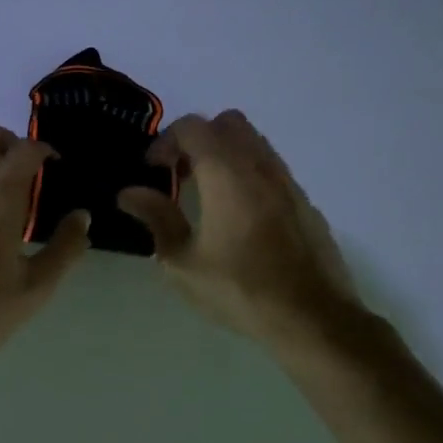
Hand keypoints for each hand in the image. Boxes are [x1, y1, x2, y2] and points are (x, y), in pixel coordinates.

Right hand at [117, 110, 366, 348]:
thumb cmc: (240, 290)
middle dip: (198, 139)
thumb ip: (156, 218)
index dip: (165, 141)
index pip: (192, 127)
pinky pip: (272, 168)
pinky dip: (249, 174)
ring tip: (208, 194)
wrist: (314, 319)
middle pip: (227, 123)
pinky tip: (240, 215)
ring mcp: (288, 181)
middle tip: (180, 174)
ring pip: (254, 142)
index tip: (152, 171)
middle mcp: (260, 165)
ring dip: (226, 154)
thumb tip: (129, 193)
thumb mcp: (183, 262)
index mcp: (226, 173)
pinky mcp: (305, 202)